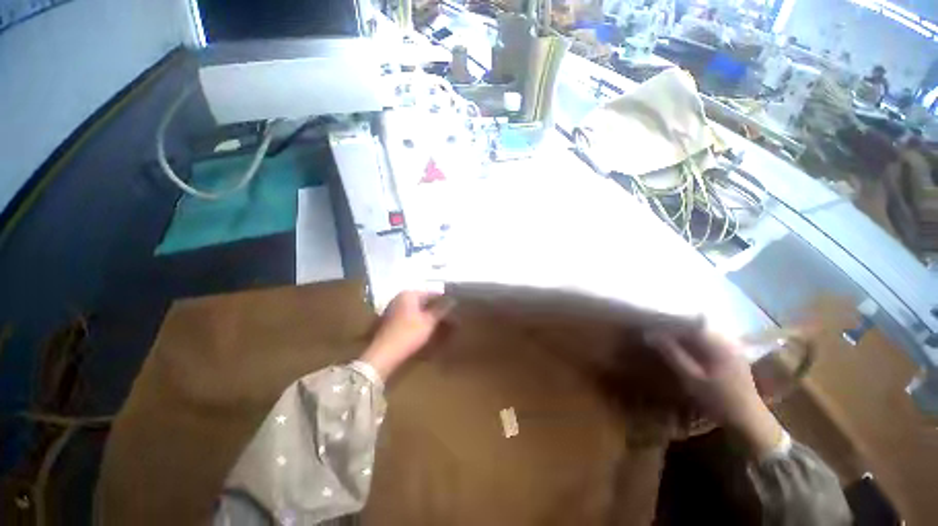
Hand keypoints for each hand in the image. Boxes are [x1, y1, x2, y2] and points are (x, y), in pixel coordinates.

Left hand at [360, 291, 452, 379]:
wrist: (384, 354)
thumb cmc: (409, 334)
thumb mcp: (429, 321)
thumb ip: (441, 309)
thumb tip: (453, 300)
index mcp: (409, 294)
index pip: (431, 293)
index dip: (443, 299)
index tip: (454, 306)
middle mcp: (399, 298)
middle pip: (422, 300)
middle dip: (435, 307)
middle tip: (448, 315)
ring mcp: (393, 309)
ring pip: (415, 309)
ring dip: (427, 314)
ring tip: (439, 322)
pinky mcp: (389, 320)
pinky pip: (409, 316)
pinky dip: (418, 319)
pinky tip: (425, 327)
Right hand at [646, 329, 783, 457]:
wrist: (749, 421)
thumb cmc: (719, 400)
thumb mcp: (691, 378)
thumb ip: (672, 354)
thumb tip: (651, 335)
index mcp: (717, 343)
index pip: (687, 324)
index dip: (667, 325)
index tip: (650, 329)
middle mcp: (726, 341)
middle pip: (695, 327)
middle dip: (674, 329)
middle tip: (656, 335)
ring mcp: (732, 348)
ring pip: (702, 334)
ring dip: (683, 336)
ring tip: (667, 341)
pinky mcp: (733, 356)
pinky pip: (709, 342)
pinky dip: (694, 343)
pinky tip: (685, 351)